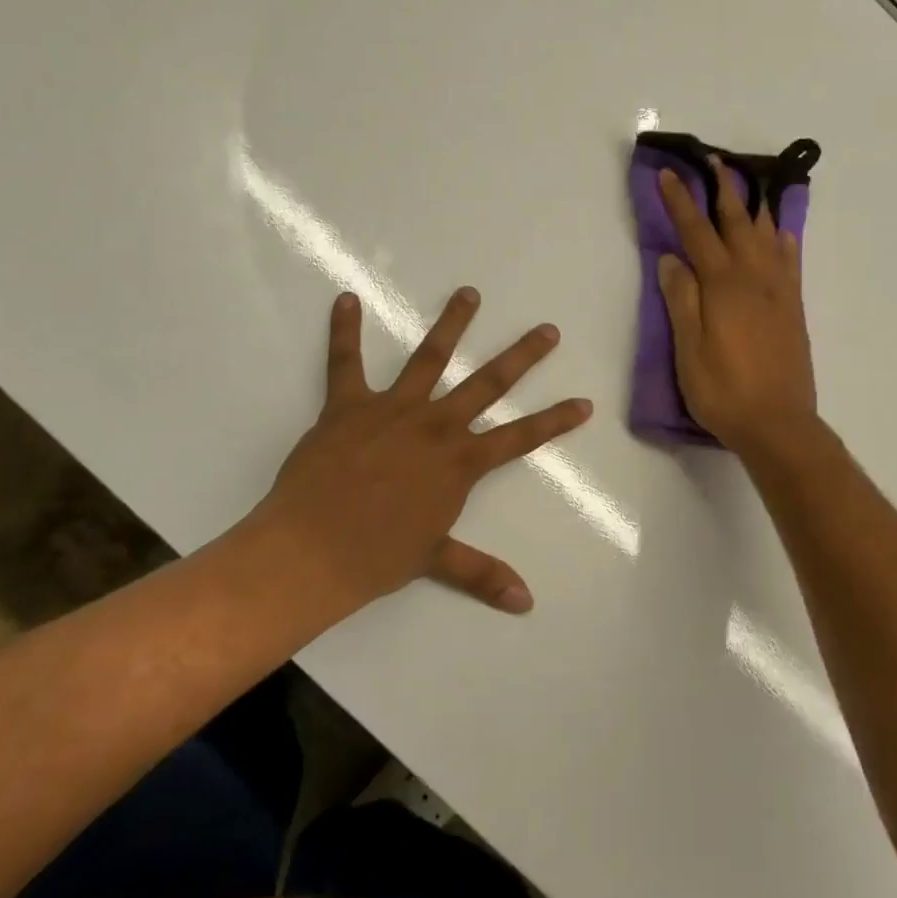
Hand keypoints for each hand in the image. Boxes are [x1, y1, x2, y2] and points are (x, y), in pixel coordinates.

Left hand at [242, 287, 591, 616]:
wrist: (312, 551)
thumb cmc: (377, 557)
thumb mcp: (436, 561)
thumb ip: (483, 574)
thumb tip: (527, 604)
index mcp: (460, 463)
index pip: (520, 438)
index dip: (555, 421)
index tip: (584, 402)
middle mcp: (436, 426)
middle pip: (488, 384)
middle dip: (522, 356)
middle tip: (547, 330)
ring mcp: (393, 410)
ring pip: (430, 357)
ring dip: (452, 323)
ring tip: (469, 293)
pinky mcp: (348, 405)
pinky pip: (345, 362)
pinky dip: (344, 330)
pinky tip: (345, 300)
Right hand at [657, 158, 815, 454]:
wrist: (778, 423)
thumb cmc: (723, 391)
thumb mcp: (688, 350)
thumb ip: (681, 300)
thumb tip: (671, 258)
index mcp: (722, 286)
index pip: (696, 232)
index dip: (680, 202)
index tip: (668, 175)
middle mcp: (754, 278)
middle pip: (737, 222)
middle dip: (723, 189)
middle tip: (714, 160)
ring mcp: (779, 291)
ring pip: (767, 235)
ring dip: (754, 205)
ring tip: (746, 185)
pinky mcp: (793, 308)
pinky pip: (791, 262)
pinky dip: (784, 240)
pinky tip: (781, 232)